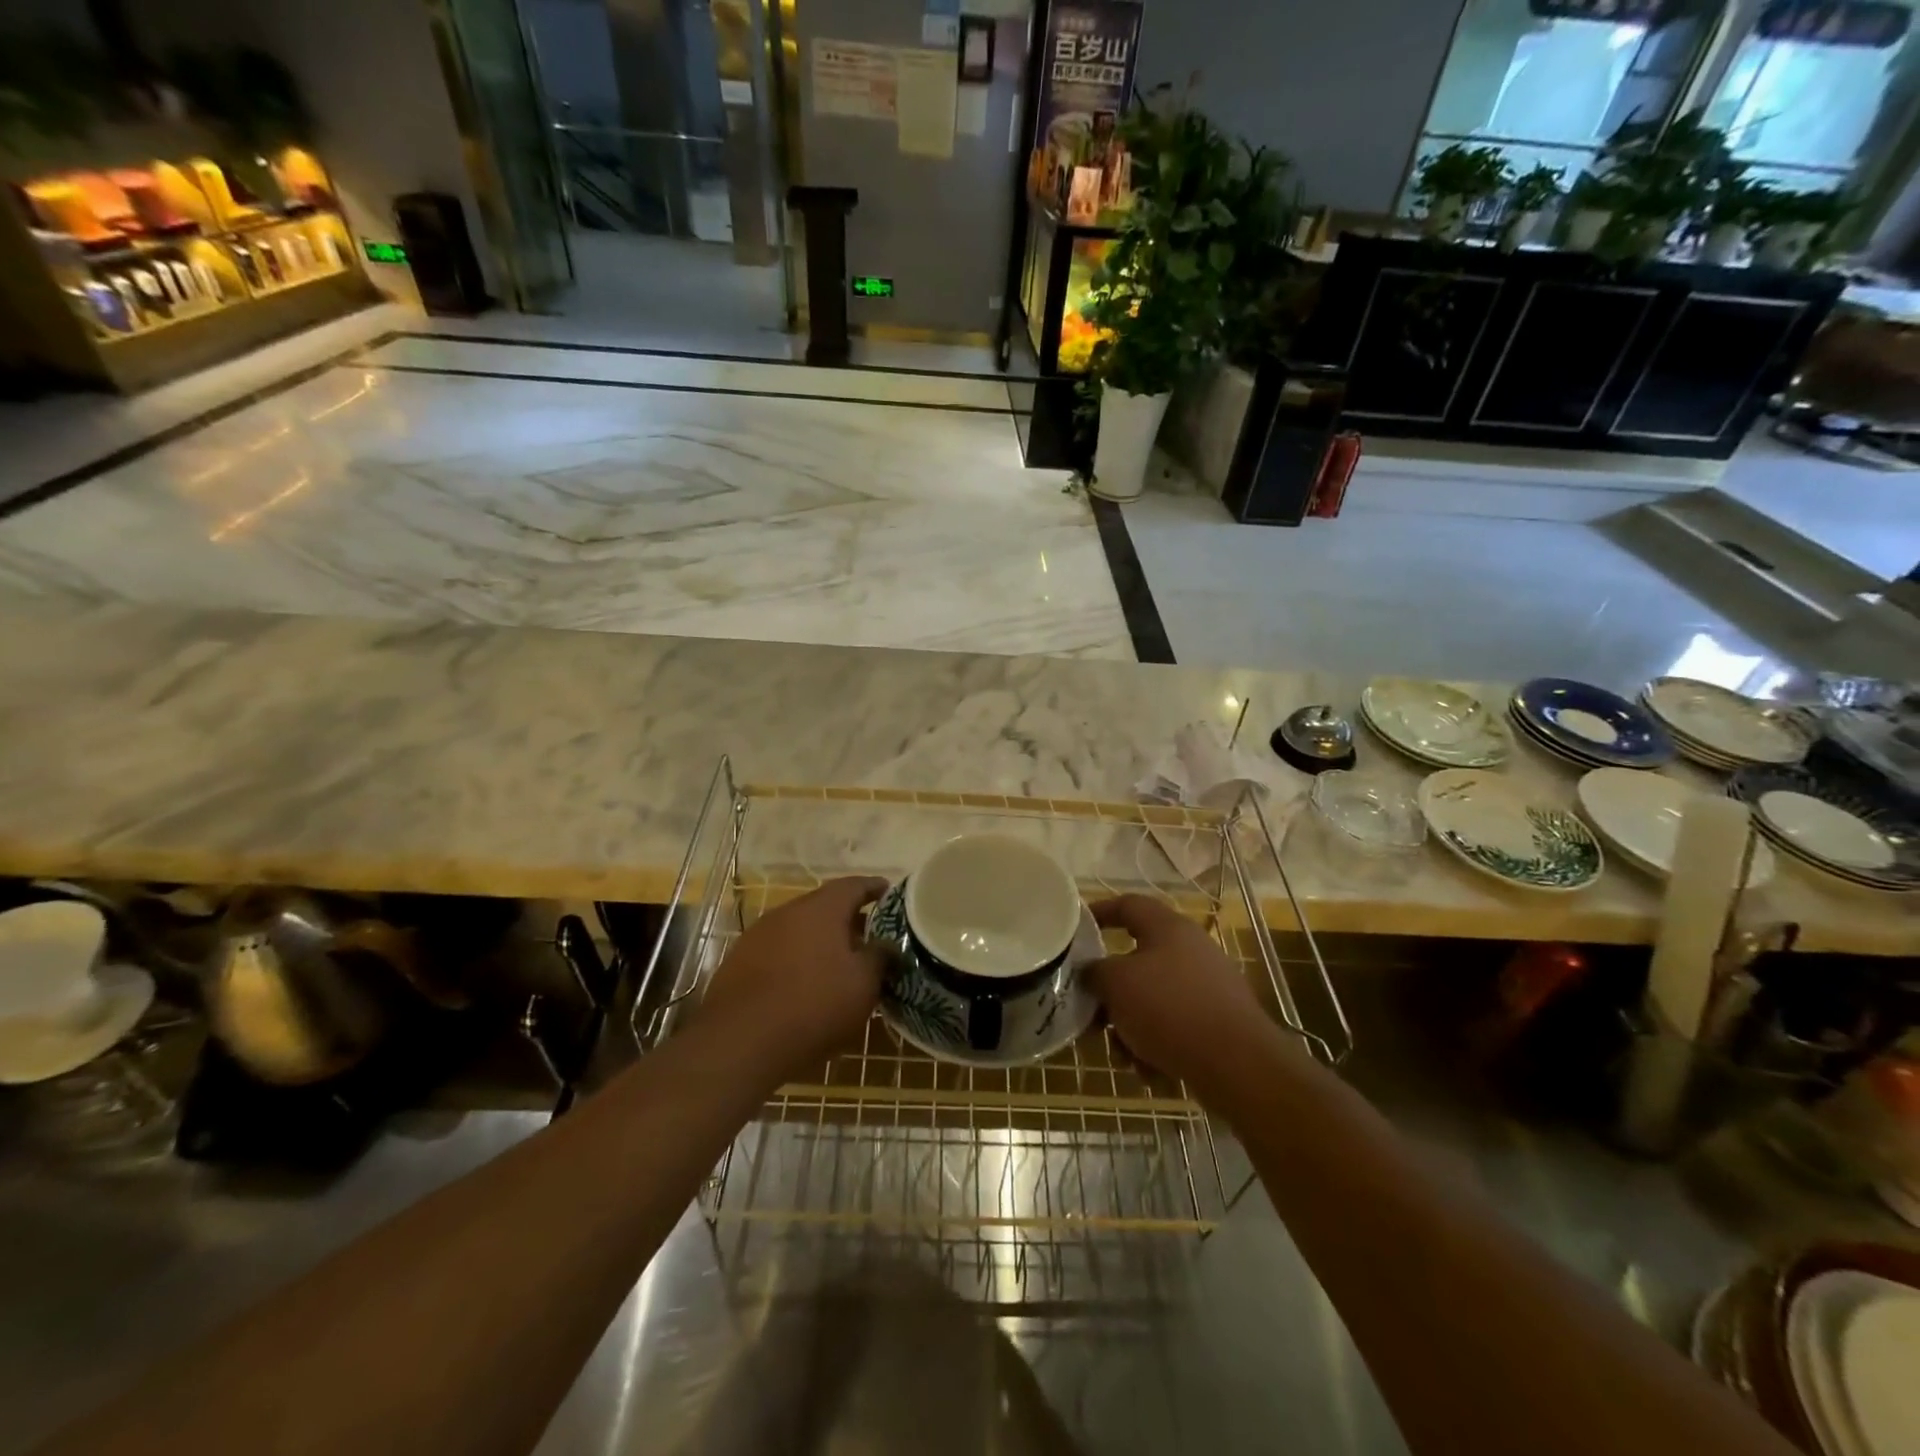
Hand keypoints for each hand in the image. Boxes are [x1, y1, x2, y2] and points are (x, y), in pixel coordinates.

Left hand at [698, 877, 888, 1084]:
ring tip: (838, 962)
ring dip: (819, 940)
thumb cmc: (814, 1005)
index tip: (888, 891)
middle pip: (823, 906)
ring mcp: (758, 935)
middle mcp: (787, 912)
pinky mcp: (738, 963)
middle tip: (869, 934)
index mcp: (821, 908)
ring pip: (798, 929)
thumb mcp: (863, 984)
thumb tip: (887, 944)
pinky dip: (796, 959)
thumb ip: (880, 957)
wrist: (740, 1042)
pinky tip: (804, 983)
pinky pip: (778, 951)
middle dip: (847, 918)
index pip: (853, 886)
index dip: (874, 888)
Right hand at [1087, 894, 1277, 1090]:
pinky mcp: (1218, 1023)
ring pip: (1153, 1000)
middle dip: (1111, 992)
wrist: (1238, 1065)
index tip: (1075, 929)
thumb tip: (1091, 972)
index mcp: (1168, 928)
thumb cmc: (1170, 1008)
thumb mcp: (1117, 983)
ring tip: (1123, 1055)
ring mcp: (1208, 987)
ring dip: (1131, 1026)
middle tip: (1091, 1014)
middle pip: (1137, 962)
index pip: (1128, 905)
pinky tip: (1152, 1070)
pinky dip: (1157, 1045)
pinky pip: (1174, 1027)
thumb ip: (1094, 971)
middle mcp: (1191, 950)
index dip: (1099, 912)